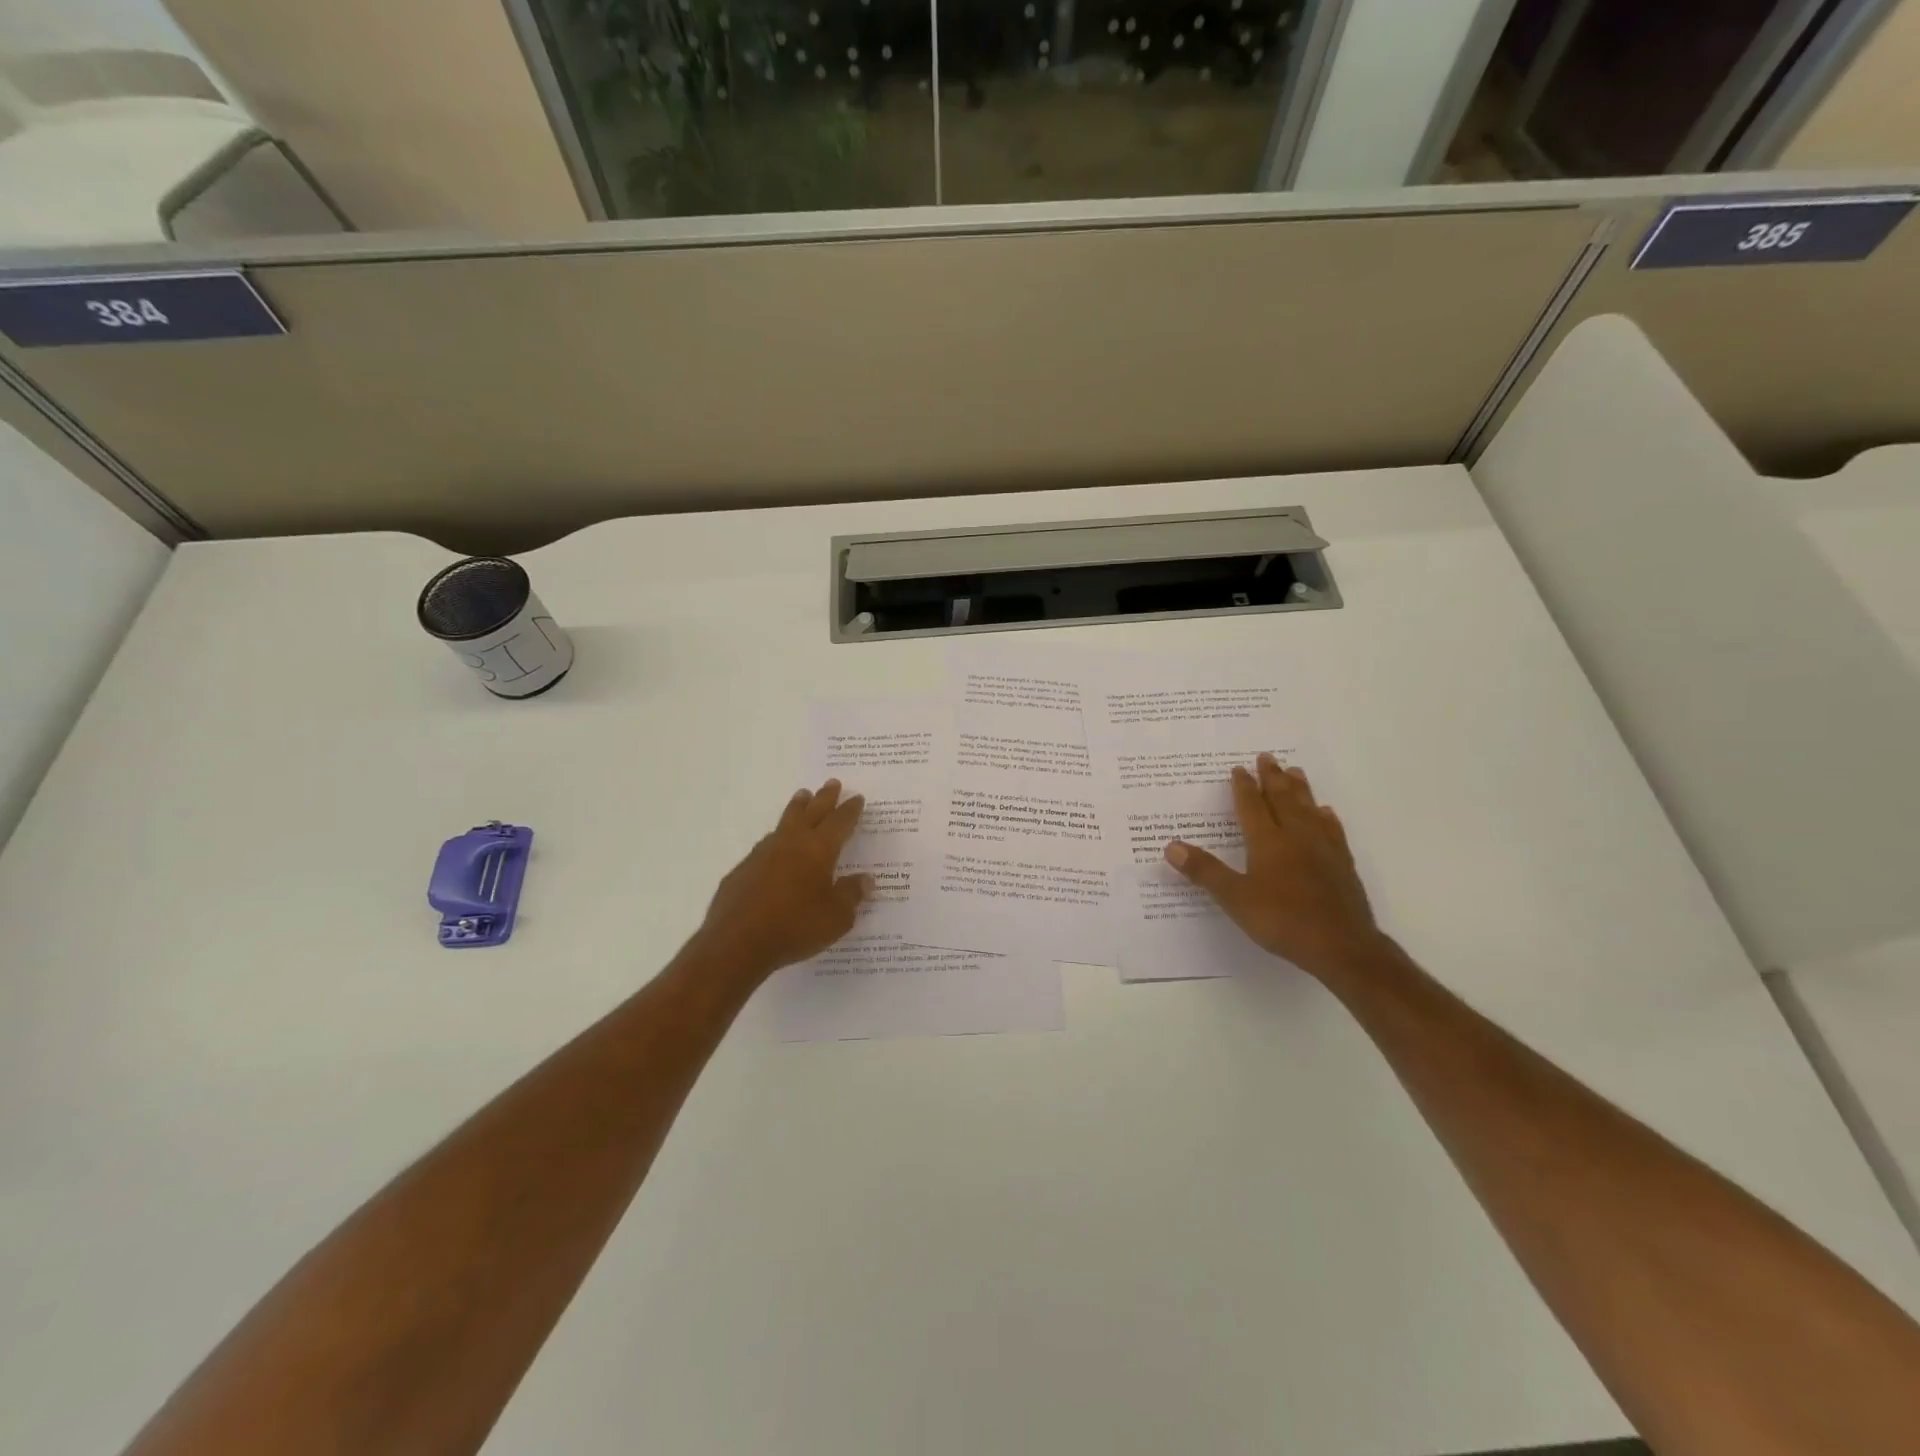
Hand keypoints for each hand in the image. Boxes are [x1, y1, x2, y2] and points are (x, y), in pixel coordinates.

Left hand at [690, 780, 872, 983]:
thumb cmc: (796, 927)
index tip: (857, 797)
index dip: (850, 810)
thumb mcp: (837, 918)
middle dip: (824, 797)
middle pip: (811, 812)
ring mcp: (762, 854)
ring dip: (797, 809)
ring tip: (802, 798)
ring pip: (784, 823)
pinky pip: (765, 847)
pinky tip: (775, 847)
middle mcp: (790, 844)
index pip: (840, 823)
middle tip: (832, 783)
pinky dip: (776, 840)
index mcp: (818, 850)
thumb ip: (851, 895)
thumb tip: (865, 880)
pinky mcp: (742, 870)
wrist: (737, 944)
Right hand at [1165, 754, 1382, 979]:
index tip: (1238, 768)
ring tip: (1296, 771)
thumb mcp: (1234, 898)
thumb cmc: (1282, 920)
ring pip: (1309, 809)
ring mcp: (1323, 849)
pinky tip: (1325, 812)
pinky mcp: (1342, 865)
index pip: (1252, 806)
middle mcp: (1296, 837)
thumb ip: (1204, 871)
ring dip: (1300, 789)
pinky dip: (1326, 817)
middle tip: (1267, 756)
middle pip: (1283, 799)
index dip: (1243, 787)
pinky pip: (1332, 831)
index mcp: (1267, 841)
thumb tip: (1171, 846)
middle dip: (1273, 777)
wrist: (1341, 945)